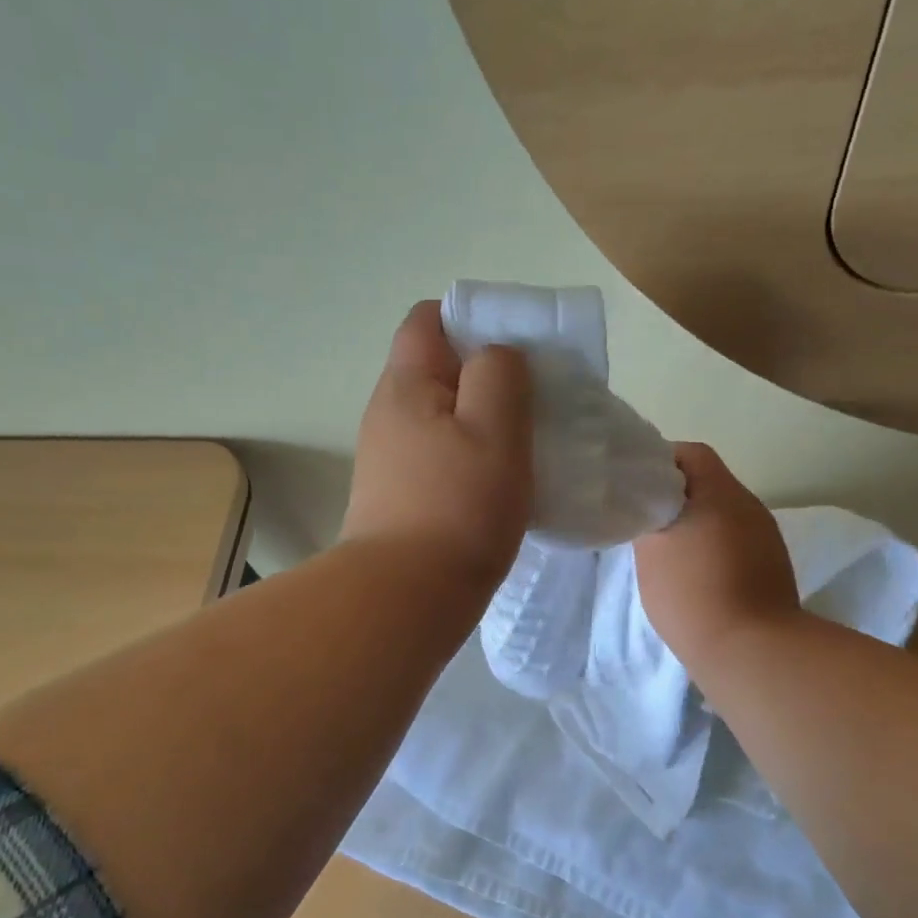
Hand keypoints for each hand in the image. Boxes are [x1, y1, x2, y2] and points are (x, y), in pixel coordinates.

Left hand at [339, 301, 532, 591]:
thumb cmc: (458, 507)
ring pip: (440, 418)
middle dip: (484, 376)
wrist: (405, 597)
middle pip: (436, 370)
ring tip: (520, 447)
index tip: (516, 352)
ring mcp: (387, 458)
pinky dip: (466, 458)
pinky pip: (436, 457)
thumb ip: (500, 373)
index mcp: (405, 385)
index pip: (428, 320)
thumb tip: (496, 356)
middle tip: (531, 403)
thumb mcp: (495, 428)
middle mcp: (386, 414)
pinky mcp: (395, 496)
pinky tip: (494, 485)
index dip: (472, 321)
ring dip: (479, 423)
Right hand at [635, 443, 799, 676]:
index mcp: (721, 492)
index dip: (661, 463)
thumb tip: (651, 507)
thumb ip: (648, 517)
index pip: (690, 454)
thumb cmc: (691, 593)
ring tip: (670, 553)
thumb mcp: (651, 551)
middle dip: (677, 498)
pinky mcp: (772, 567)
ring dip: (697, 525)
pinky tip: (697, 576)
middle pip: (709, 484)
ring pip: (723, 515)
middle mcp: (750, 506)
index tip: (637, 488)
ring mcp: (766, 538)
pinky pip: (737, 542)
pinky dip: (715, 549)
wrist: (749, 650)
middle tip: (647, 521)